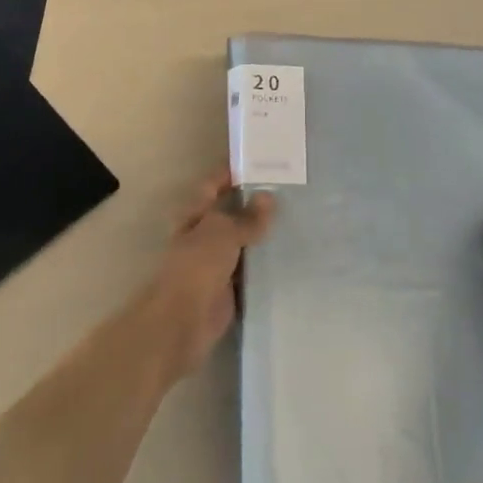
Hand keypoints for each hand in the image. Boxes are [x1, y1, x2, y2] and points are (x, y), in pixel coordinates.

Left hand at [145, 170, 276, 379]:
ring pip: (245, 242)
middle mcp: (205, 235)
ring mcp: (217, 262)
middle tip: (291, 190)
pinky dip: (268, 264)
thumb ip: (247, 217)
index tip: (261, 160)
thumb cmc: (197, 266)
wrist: (183, 321)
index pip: (214, 184)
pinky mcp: (231, 288)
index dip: (232, 172)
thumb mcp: (223, 232)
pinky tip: (293, 254)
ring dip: (264, 234)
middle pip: (231, 213)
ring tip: (299, 217)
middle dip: (255, 203)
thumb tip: (268, 197)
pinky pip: (253, 270)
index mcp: (195, 215)